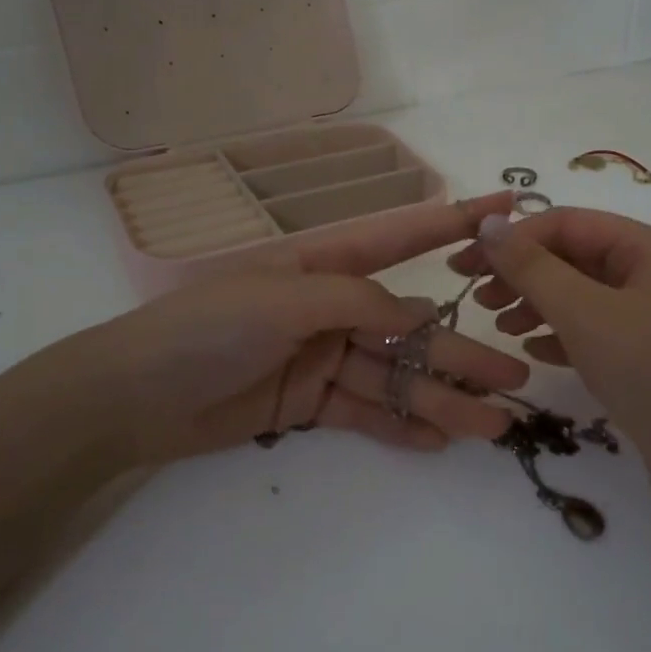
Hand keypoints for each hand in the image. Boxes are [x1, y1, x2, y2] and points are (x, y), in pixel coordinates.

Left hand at [40, 191, 529, 467]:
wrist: (133, 398)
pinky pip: (365, 414)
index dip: (456, 222)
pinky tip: (439, 442)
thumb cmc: (208, 328)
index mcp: (327, 267)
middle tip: (517, 377)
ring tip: (492, 426)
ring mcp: (324, 359)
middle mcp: (334, 309)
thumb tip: (419, 316)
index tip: (507, 210)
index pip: (403, 238)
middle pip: (411, 330)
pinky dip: (399, 427)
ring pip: (395, 379)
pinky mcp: (310, 404)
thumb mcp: (286, 301)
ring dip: (441, 400)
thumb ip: (358, 303)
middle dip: (462, 351)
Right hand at [447, 207, 650, 518]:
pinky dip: (559, 337)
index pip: (566, 223)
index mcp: (647, 248)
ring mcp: (650, 320)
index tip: (465, 265)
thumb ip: (532, 267)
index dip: (513, 239)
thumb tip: (489, 224)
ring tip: (500, 327)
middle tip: (477, 298)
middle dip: (522, 273)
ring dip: (536, 305)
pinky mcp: (645, 360)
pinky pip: (592, 334)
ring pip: (580, 298)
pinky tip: (532, 353)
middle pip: (573, 258)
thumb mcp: (584, 312)